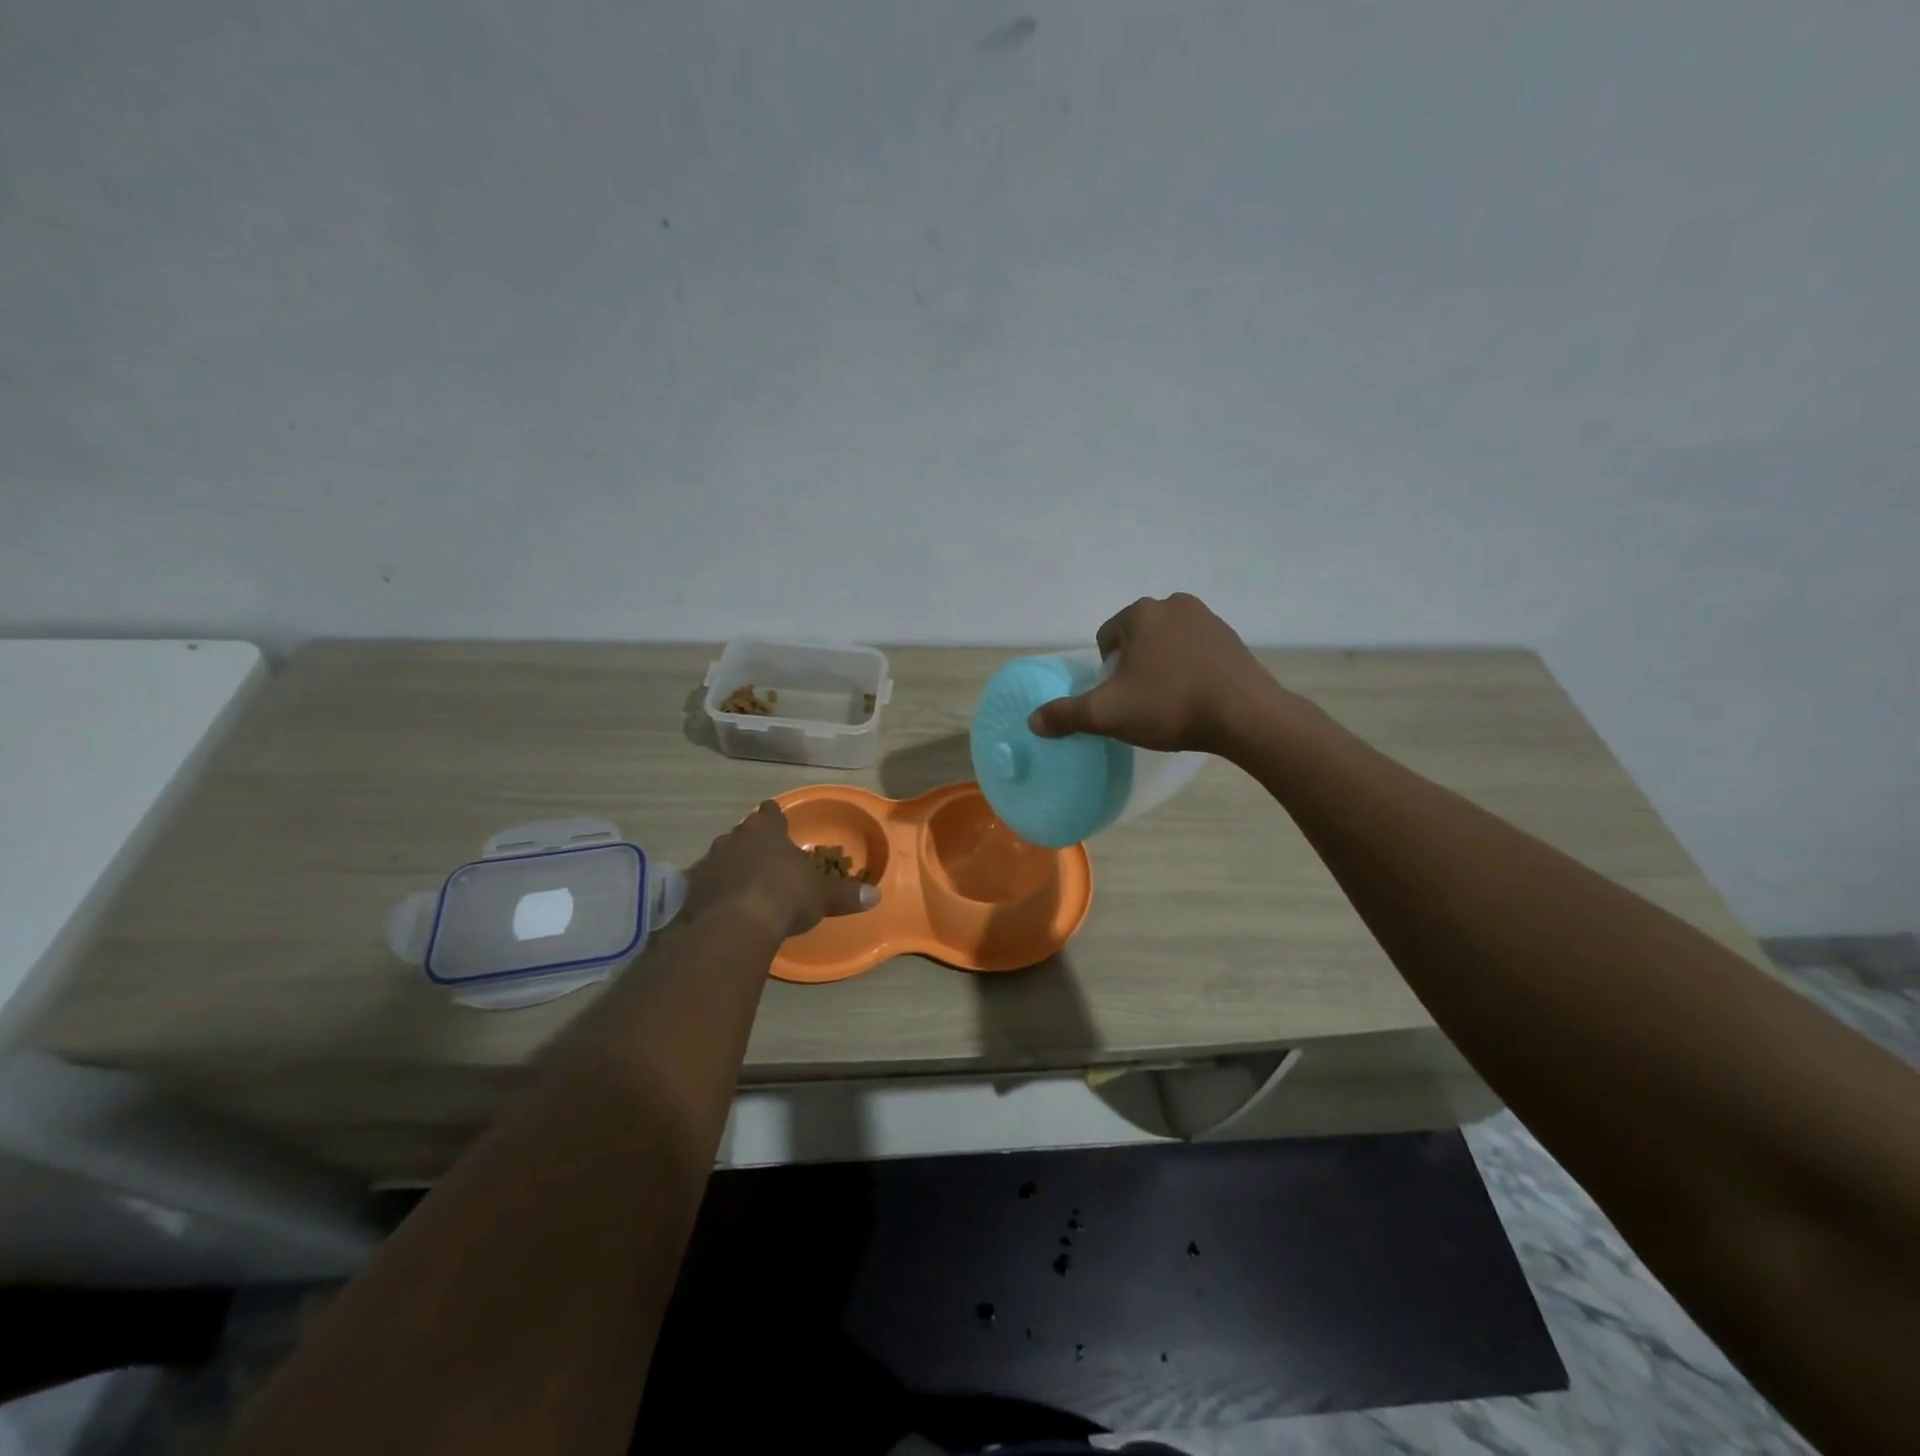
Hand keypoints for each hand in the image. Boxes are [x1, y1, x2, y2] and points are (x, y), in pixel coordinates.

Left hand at [684, 801, 879, 939]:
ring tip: (747, 884)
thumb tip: (875, 896)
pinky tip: (728, 906)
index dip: (775, 818)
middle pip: (744, 834)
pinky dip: (718, 891)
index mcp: (765, 830)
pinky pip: (709, 884)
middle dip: (754, 844)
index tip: (779, 823)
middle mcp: (734, 838)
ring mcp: (709, 862)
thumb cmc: (784, 896)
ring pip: (724, 857)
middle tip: (768, 859)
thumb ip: (846, 893)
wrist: (736, 927)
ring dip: (734, 867)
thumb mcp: (822, 896)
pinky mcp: (693, 890)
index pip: (770, 813)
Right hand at [1027, 593, 1278, 753]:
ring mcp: (1209, 619)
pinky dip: (1189, 670)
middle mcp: (1175, 605)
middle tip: (1142, 702)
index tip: (1120, 698)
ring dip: (1162, 667)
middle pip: (1137, 639)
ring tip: (1169, 702)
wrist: (1246, 716)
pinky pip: (1196, 652)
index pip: (1106, 639)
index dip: (1106, 672)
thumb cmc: (1170, 706)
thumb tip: (1033, 721)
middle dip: (1134, 667)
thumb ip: (1066, 715)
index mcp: (1141, 613)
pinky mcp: (1232, 639)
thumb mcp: (1107, 714)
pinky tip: (1196, 697)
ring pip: (1167, 644)